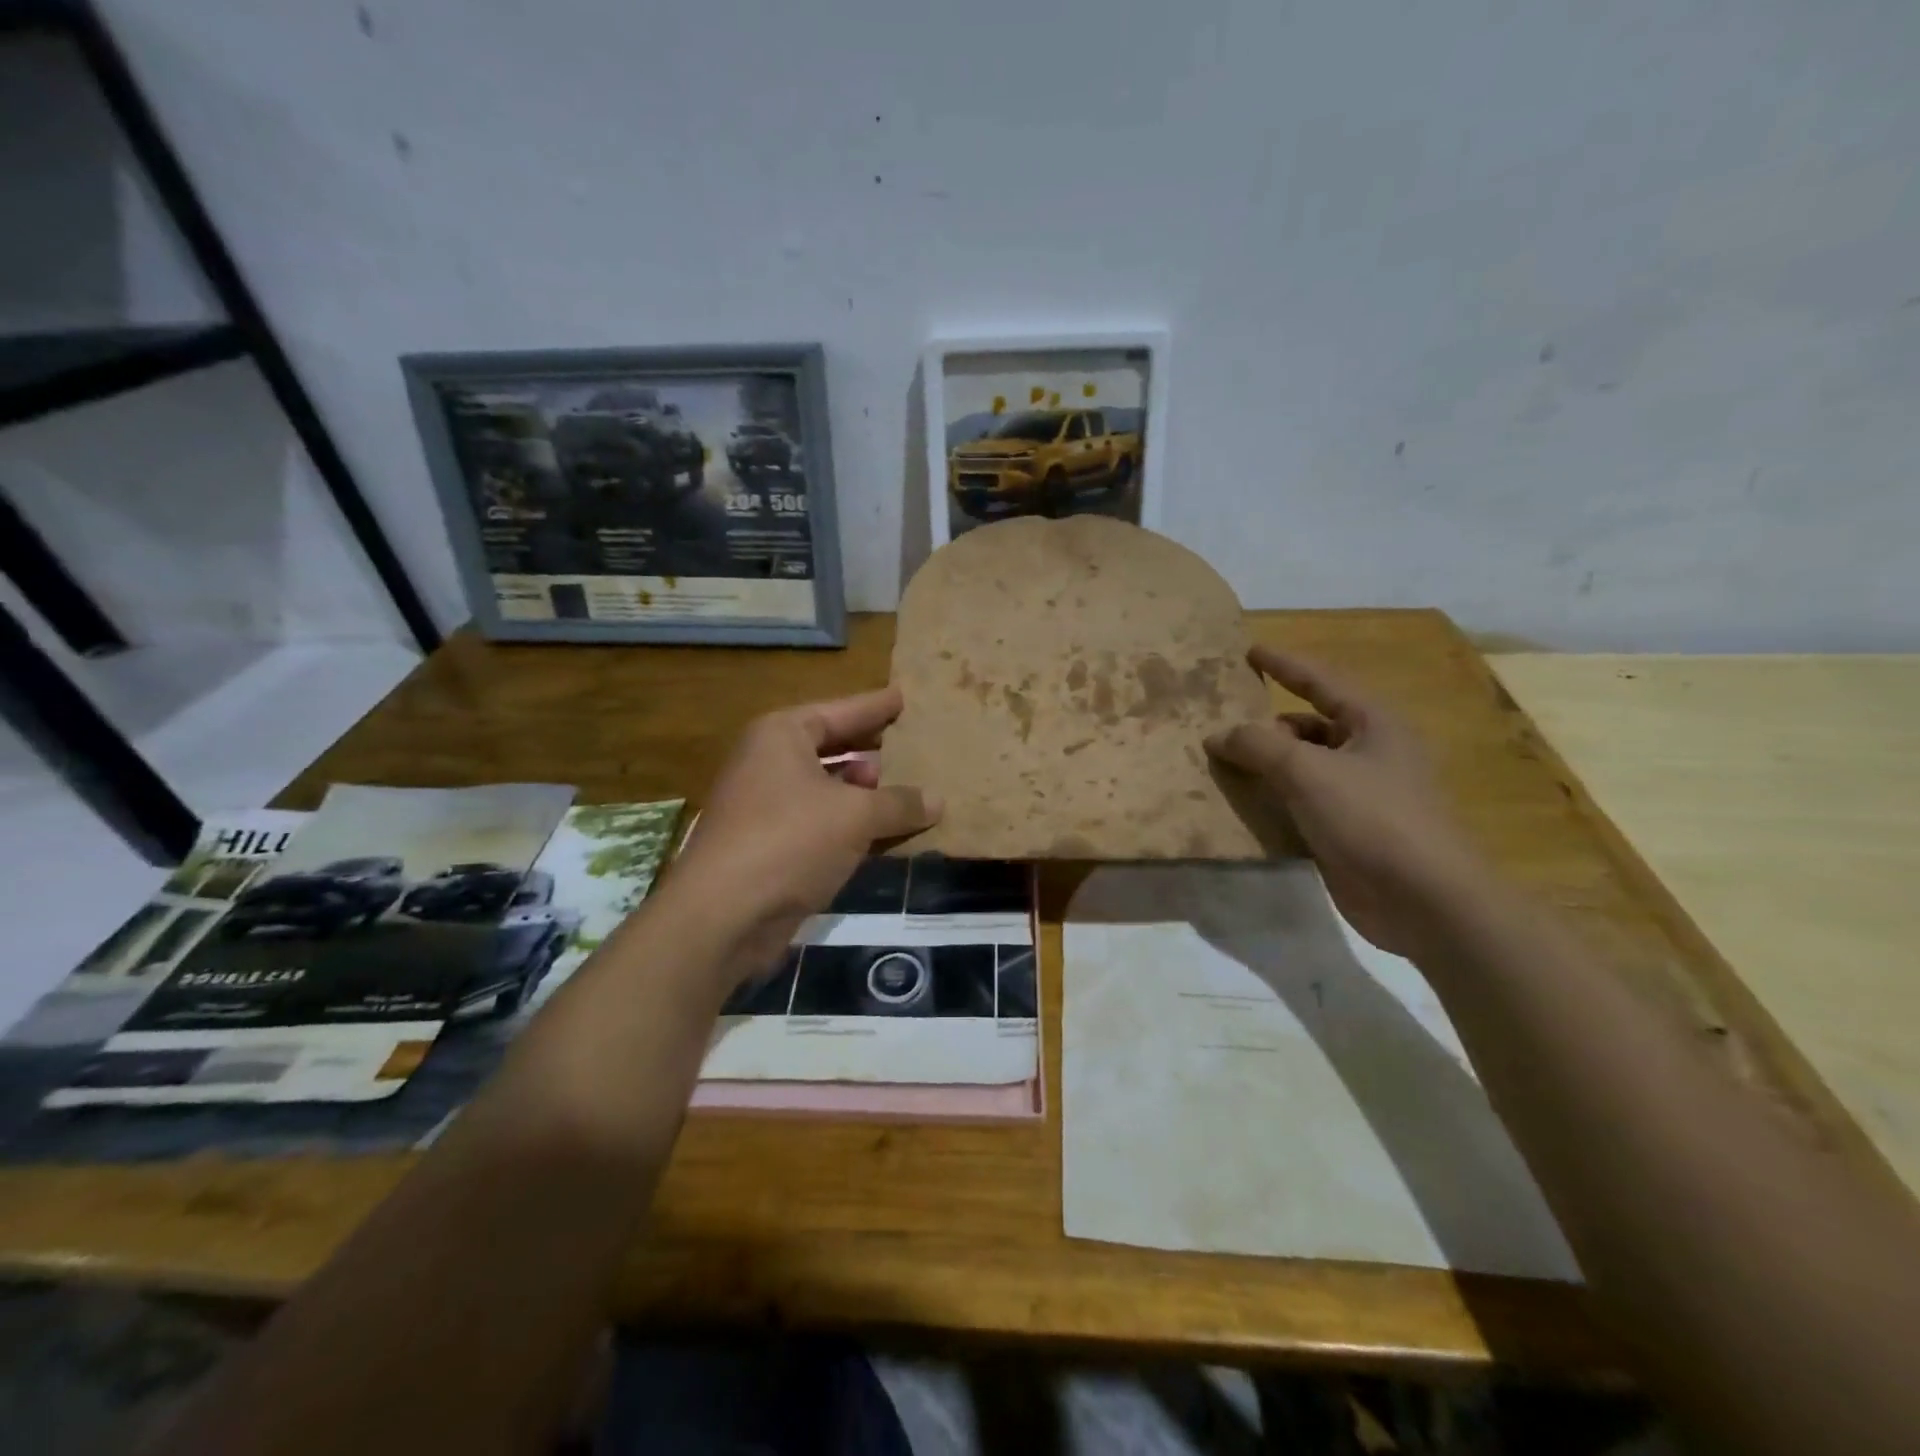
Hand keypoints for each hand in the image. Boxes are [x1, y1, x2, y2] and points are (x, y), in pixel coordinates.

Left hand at [662, 687, 940, 984]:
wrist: (724, 916)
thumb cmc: (790, 840)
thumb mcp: (855, 816)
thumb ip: (900, 803)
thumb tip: (937, 800)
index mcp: (782, 736)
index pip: (839, 711)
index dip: (874, 706)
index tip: (903, 697)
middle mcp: (769, 764)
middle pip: (831, 747)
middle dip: (871, 749)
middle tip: (912, 744)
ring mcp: (766, 807)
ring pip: (827, 789)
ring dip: (865, 793)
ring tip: (909, 791)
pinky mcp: (771, 847)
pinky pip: (822, 824)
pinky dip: (853, 826)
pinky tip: (886, 833)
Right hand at [1205, 647, 1485, 956]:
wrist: (1423, 901)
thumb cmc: (1372, 818)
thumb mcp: (1308, 771)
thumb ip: (1258, 746)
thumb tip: (1218, 735)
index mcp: (1372, 723)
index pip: (1320, 680)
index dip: (1283, 664)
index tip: (1249, 651)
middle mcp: (1369, 751)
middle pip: (1308, 725)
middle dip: (1265, 725)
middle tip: (1220, 724)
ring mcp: (1360, 793)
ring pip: (1302, 766)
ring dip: (1266, 764)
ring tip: (1221, 764)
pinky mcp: (1347, 830)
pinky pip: (1301, 802)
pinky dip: (1273, 798)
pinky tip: (1241, 803)